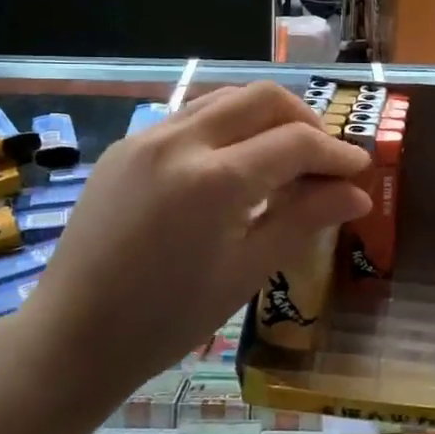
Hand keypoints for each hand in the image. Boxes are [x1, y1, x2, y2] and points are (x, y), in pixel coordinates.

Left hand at [17, 82, 371, 395]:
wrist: (73, 334)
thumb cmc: (168, 319)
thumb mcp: (245, 271)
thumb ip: (303, 220)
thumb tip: (358, 194)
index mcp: (215, 180)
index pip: (295, 143)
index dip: (336, 153)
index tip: (361, 169)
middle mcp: (180, 141)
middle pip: (263, 98)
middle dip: (305, 120)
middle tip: (324, 158)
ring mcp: (147, 137)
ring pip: (224, 98)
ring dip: (264, 115)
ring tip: (284, 155)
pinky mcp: (126, 145)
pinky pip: (189, 116)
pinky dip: (225, 125)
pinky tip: (232, 163)